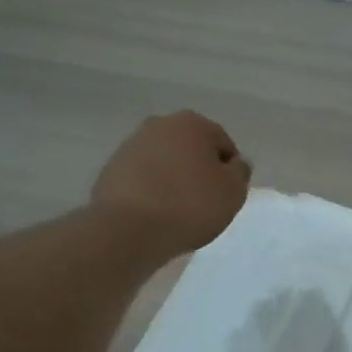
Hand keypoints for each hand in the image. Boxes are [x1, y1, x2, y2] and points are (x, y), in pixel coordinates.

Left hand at [93, 111, 251, 256]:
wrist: (129, 228)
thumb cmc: (190, 205)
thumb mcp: (233, 192)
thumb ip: (240, 172)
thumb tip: (234, 163)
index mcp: (193, 123)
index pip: (223, 145)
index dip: (229, 172)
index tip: (226, 197)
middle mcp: (159, 125)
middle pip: (191, 149)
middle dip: (199, 171)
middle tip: (204, 203)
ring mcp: (131, 145)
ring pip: (165, 162)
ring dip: (174, 180)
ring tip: (177, 211)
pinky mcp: (111, 169)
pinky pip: (143, 178)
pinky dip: (152, 191)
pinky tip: (155, 214)